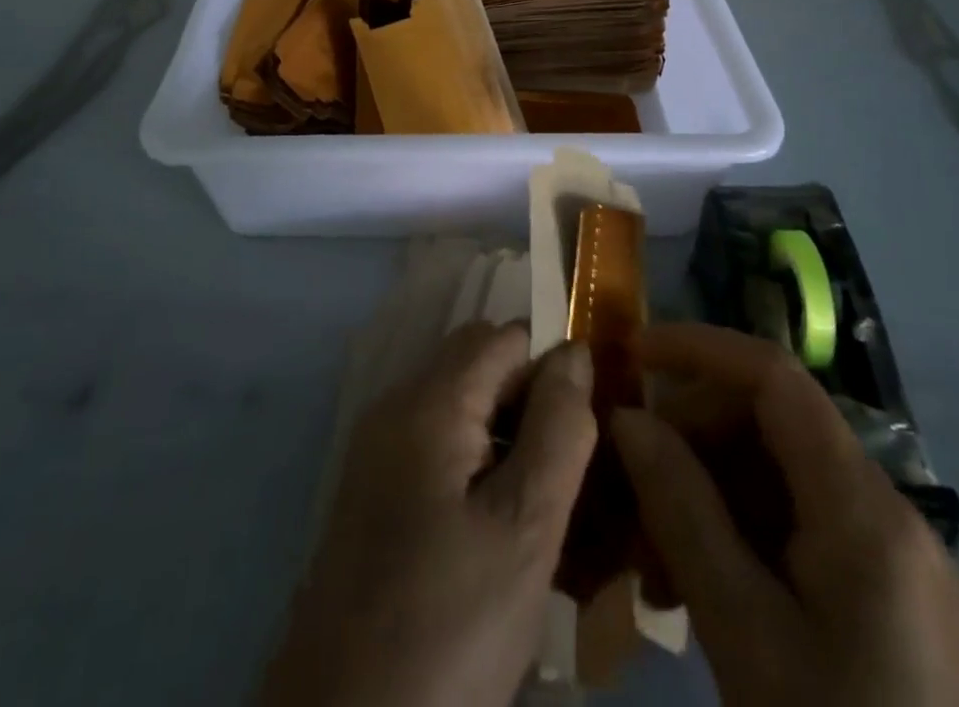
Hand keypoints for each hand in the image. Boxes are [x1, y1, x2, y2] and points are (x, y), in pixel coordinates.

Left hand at [259, 323, 597, 706]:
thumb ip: (557, 430)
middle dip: (528, 399)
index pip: (503, 337)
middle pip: (476, 364)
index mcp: (429, 400)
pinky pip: (435, 444)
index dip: (551, 367)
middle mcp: (395, 405)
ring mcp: (378, 447)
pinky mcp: (373, 489)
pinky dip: (475, 463)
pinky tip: (497, 527)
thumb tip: (574, 351)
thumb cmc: (448, 622)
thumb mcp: (524, 529)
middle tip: (566, 474)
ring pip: (458, 405)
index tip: (584, 428)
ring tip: (541, 505)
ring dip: (505, 434)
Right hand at [613, 323, 958, 706]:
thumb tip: (627, 418)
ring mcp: (887, 557)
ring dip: (704, 492)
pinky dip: (736, 535)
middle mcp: (883, 512)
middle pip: (770, 423)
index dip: (698, 347)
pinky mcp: (881, 598)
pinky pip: (794, 527)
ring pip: (775, 475)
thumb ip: (683, 511)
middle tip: (630, 485)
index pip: (774, 376)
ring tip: (651, 556)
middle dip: (691, 435)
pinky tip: (694, 585)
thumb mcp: (746, 634)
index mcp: (863, 508)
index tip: (629, 356)